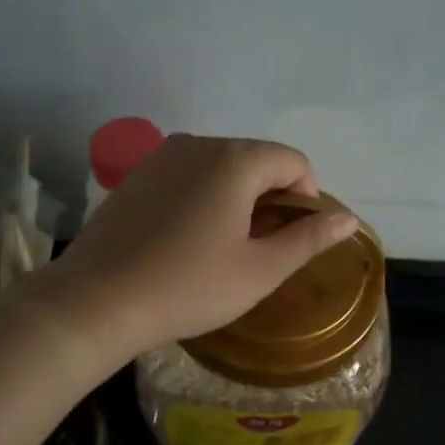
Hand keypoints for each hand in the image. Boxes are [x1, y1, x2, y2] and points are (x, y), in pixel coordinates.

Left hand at [53, 134, 357, 352]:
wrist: (97, 300)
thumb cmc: (189, 287)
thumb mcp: (260, 270)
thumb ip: (308, 239)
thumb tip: (348, 219)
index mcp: (234, 160)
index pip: (293, 161)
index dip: (306, 198)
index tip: (292, 240)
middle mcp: (197, 144)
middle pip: (256, 160)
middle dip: (271, 198)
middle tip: (261, 249)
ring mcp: (160, 157)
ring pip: (220, 167)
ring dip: (237, 199)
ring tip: (225, 247)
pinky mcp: (135, 176)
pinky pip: (187, 176)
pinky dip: (203, 198)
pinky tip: (188, 240)